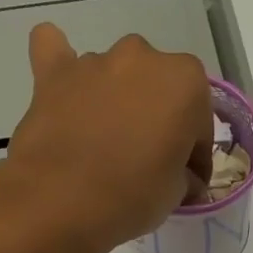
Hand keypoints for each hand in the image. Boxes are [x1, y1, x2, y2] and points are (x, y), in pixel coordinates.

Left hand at [0, 22, 212, 251]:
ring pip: (117, 76)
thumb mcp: (177, 193)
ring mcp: (96, 60)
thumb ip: (184, 173)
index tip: (187, 179)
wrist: (60, 200)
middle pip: (159, 90)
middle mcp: (143, 57)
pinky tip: (65, 85)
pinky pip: (58, 52)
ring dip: (118, 101)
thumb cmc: (132, 195)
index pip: (199, 121)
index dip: (195, 154)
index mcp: (186, 81)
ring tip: (107, 141)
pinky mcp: (53, 72)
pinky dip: (65, 66)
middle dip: (159, 119)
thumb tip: (182, 176)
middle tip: (149, 159)